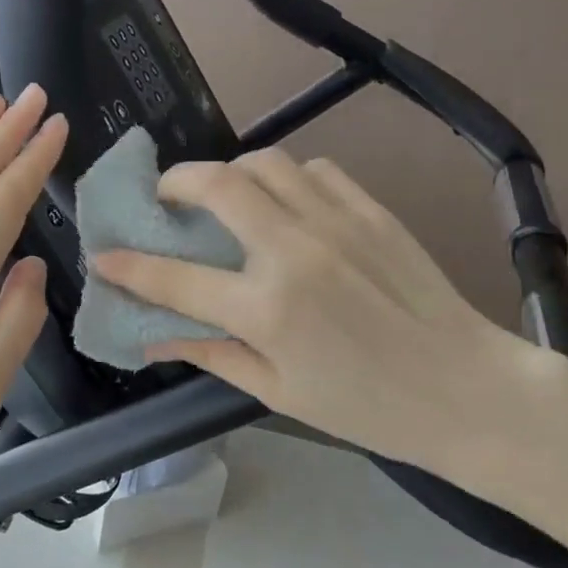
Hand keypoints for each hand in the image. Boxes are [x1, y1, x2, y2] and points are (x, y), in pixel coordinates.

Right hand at [92, 149, 567, 467]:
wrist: (464, 388)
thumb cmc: (366, 406)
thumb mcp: (278, 391)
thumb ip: (212, 353)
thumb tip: (155, 335)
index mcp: (266, 309)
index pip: (174, 277)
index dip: (129, 265)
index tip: (103, 254)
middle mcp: (293, 251)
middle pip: (217, 184)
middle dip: (175, 182)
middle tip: (167, 198)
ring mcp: (336, 222)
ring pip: (265, 161)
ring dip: (233, 172)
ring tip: (228, 198)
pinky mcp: (371, 209)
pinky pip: (315, 169)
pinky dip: (287, 177)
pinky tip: (288, 204)